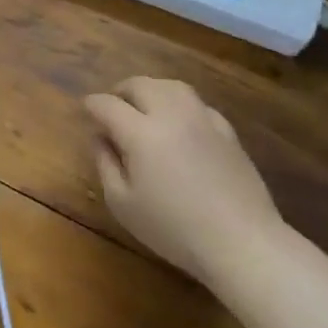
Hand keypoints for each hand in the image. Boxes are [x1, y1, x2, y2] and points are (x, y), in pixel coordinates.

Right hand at [83, 77, 282, 282]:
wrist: (241, 242)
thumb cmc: (173, 229)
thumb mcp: (123, 204)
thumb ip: (105, 164)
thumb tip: (100, 137)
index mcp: (141, 133)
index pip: (108, 105)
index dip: (92, 105)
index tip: (85, 111)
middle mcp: (171, 115)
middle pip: (140, 85)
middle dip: (120, 91)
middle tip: (112, 107)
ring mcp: (203, 119)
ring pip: (172, 86)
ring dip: (151, 90)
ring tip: (144, 105)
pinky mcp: (227, 131)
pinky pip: (197, 104)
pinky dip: (179, 104)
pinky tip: (179, 122)